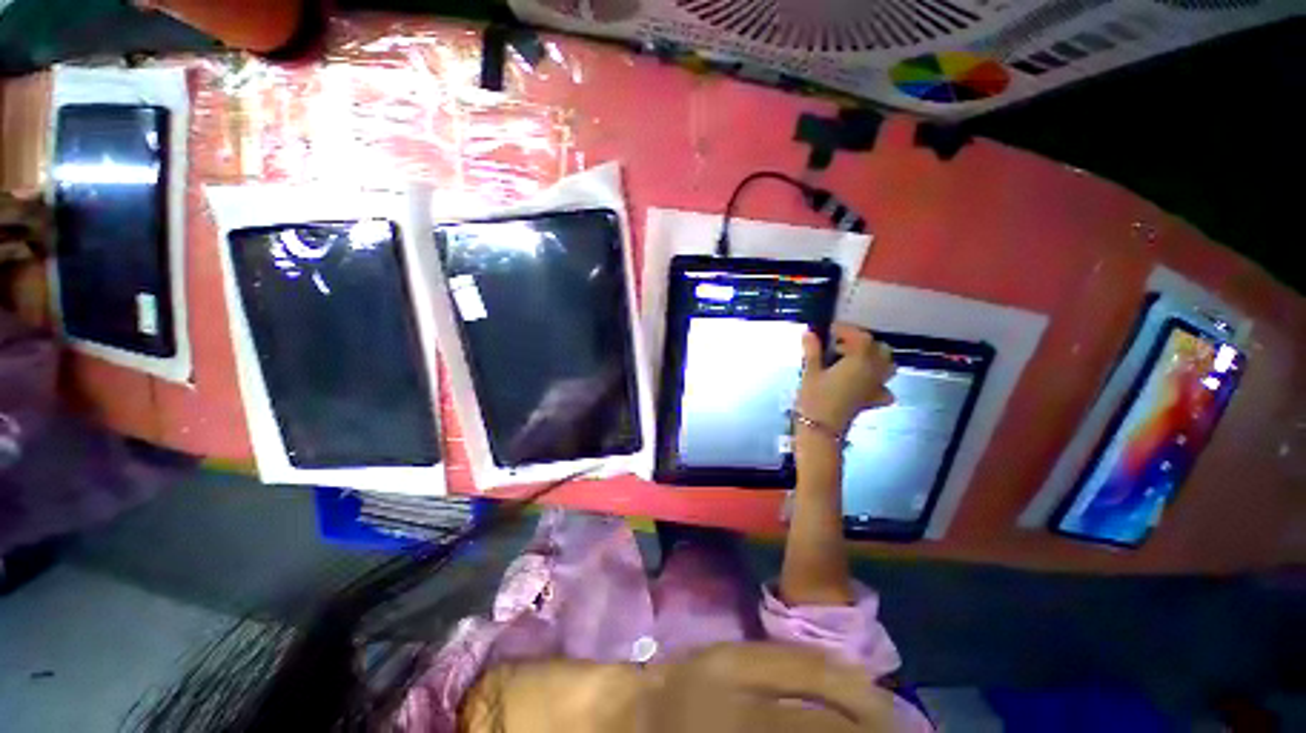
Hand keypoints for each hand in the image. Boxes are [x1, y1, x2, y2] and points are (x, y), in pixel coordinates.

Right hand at [797, 324, 894, 435]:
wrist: (821, 429)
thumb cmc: (814, 398)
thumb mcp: (810, 372)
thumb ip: (812, 350)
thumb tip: (810, 333)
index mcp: (860, 361)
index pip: (861, 337)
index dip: (846, 330)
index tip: (830, 329)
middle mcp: (874, 371)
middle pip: (879, 349)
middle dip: (862, 343)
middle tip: (840, 346)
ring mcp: (876, 387)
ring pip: (887, 366)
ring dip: (874, 358)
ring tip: (853, 360)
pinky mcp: (872, 400)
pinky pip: (884, 388)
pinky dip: (877, 382)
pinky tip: (862, 384)